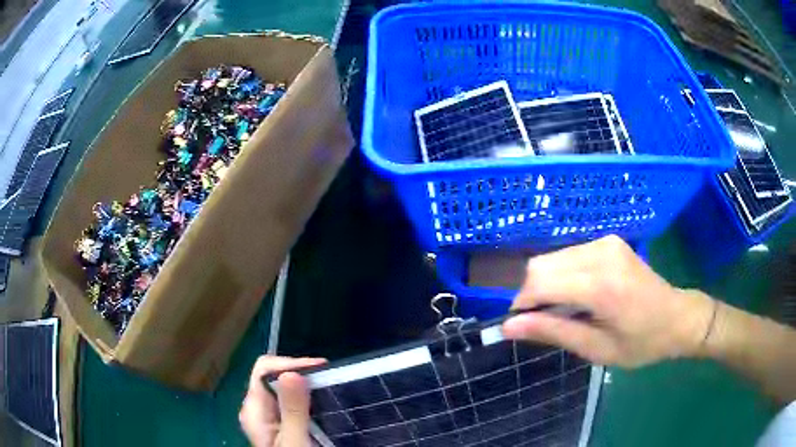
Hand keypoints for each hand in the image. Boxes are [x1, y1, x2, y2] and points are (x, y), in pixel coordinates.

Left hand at [239, 356, 326, 446]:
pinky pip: (289, 401)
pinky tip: (322, 403)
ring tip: (330, 387)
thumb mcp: (294, 439)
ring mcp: (266, 416)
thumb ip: (293, 410)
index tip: (321, 366)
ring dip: (304, 384)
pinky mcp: (278, 423)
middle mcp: (255, 408)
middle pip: (272, 376)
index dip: (291, 363)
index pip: (263, 370)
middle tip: (330, 377)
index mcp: (253, 409)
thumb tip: (291, 372)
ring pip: (282, 388)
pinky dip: (306, 397)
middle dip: (300, 372)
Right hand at [502, 235, 714, 367]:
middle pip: (540, 265)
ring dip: (546, 285)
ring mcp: (605, 243)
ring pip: (551, 258)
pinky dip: (561, 275)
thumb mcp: (596, 349)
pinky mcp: (608, 241)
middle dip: (531, 294)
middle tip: (545, 321)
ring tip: (564, 310)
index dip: (521, 304)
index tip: (522, 326)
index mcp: (601, 286)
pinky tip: (577, 294)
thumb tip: (509, 326)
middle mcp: (600, 254)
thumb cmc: (640, 343)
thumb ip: (553, 332)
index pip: (540, 282)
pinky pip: (568, 254)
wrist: (677, 317)